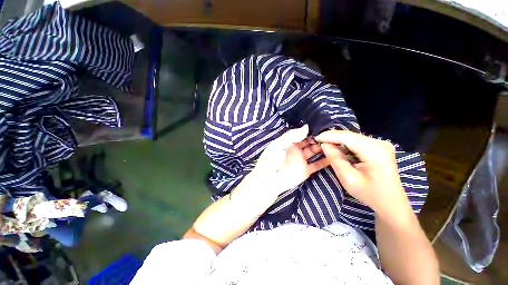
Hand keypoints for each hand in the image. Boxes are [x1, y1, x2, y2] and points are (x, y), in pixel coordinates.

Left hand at [252, 125, 328, 195]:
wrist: (270, 180)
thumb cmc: (272, 159)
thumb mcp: (278, 144)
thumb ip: (291, 136)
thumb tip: (306, 127)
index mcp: (288, 142)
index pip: (301, 134)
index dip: (310, 131)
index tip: (322, 126)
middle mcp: (296, 149)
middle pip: (309, 142)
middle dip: (318, 138)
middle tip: (331, 134)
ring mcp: (301, 160)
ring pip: (314, 152)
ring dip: (323, 148)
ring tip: (334, 143)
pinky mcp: (305, 170)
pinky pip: (317, 165)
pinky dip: (325, 161)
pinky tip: (334, 156)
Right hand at [316, 130, 410, 217]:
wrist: (391, 202)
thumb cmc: (370, 194)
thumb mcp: (348, 179)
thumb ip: (335, 159)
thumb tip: (324, 145)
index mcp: (375, 152)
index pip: (347, 137)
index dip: (329, 136)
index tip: (315, 138)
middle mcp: (380, 143)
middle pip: (350, 135)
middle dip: (332, 137)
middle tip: (317, 141)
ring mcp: (381, 144)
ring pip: (352, 137)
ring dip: (337, 140)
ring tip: (324, 144)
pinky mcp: (379, 146)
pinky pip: (357, 141)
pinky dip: (344, 144)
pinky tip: (337, 148)